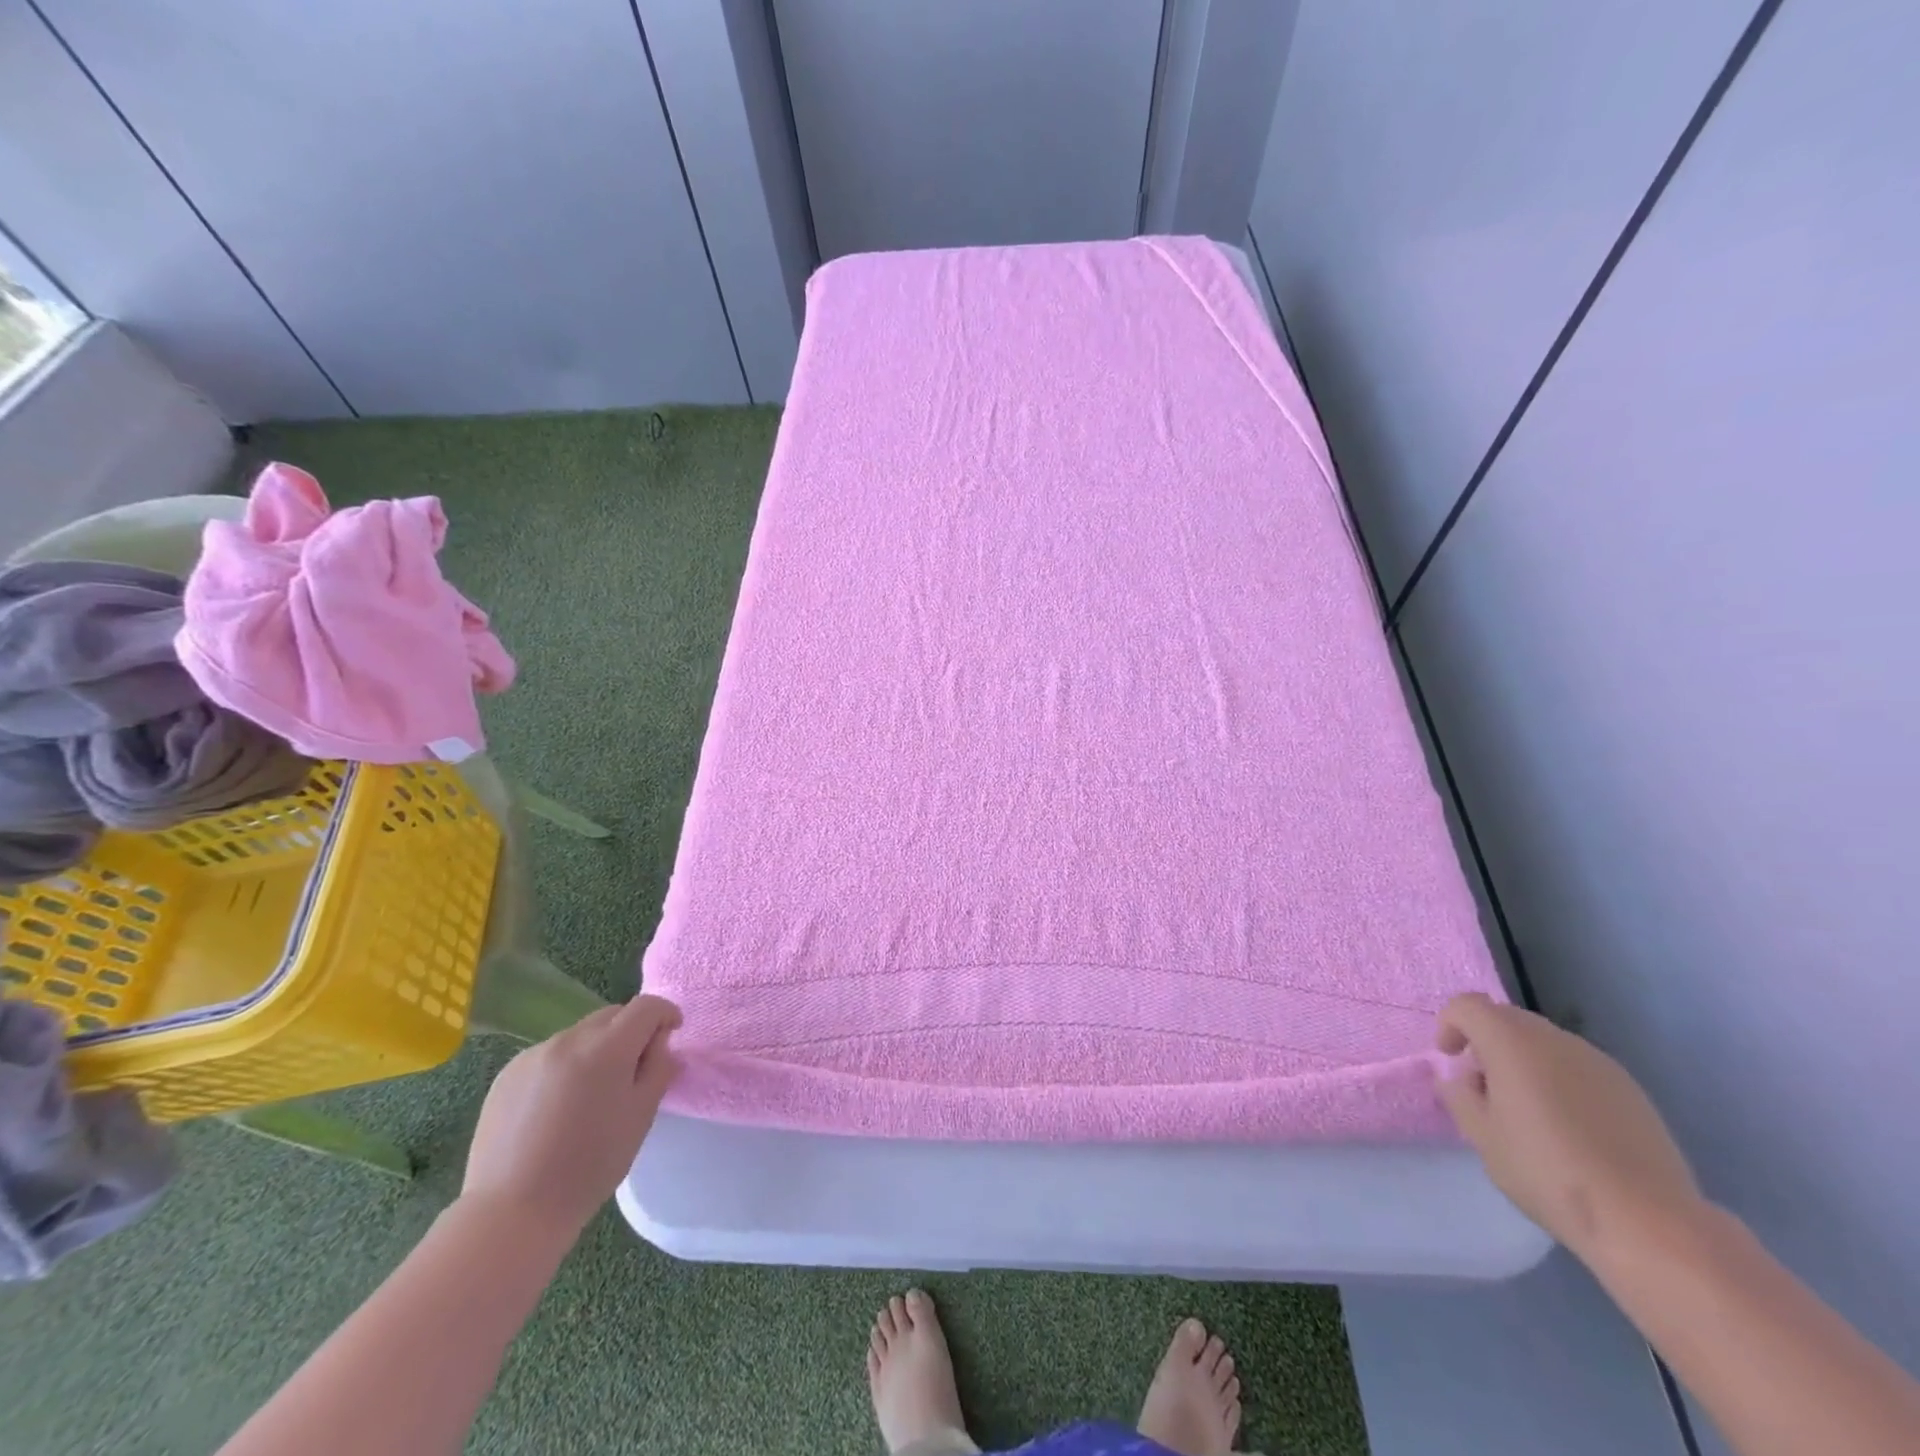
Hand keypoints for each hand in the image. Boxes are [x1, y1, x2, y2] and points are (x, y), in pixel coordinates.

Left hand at [461, 995, 680, 1246]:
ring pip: (580, 1035)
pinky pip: (549, 1055)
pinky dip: (565, 1067)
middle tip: (633, 1071)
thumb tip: (660, 1041)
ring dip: (596, 1050)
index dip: (665, 1014)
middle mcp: (569, 1040)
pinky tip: (556, 1108)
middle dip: (630, 1031)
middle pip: (612, 1015)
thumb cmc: (589, 1167)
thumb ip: (658, 1068)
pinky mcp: (507, 1074)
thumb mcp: (640, 1117)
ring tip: (591, 1095)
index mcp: (606, 1048)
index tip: (671, 1035)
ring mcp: (533, 1055)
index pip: (646, 1007)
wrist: (511, 1213)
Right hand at [1436, 992, 1704, 1261]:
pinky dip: (1560, 1081)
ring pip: (1545, 1043)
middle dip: (1487, 1043)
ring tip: (1528, 1112)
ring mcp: (1599, 1062)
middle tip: (1485, 1087)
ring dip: (1525, 1062)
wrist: (1646, 1221)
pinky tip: (1570, 1128)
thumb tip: (1461, 1079)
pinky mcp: (1631, 1090)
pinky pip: (1578, 1068)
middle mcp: (1555, 1039)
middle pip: (1508, 1019)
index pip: (1467, 1006)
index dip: (1450, 1025)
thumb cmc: (1547, 1171)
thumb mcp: (1482, 1137)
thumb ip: (1460, 1096)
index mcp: (1512, 1042)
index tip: (1450, 1059)